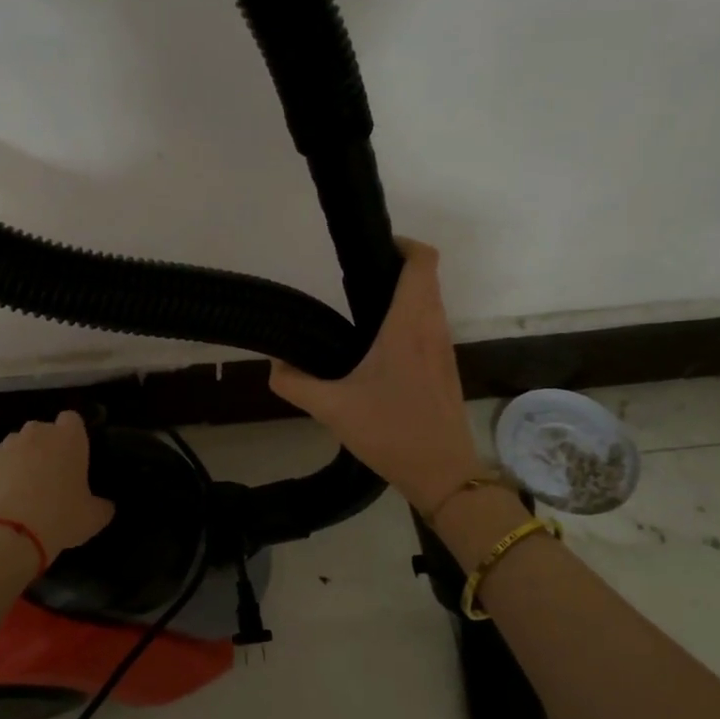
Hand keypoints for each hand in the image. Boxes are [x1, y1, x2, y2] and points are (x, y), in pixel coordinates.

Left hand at [0, 411, 114, 561]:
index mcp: (70, 438)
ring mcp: (7, 443)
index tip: (72, 455)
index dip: (71, 436)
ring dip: (19, 456)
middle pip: (42, 429)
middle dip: (44, 446)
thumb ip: (102, 505)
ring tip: (19, 484)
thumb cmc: (61, 518)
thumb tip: (106, 505)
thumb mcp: (94, 517)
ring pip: (15, 442)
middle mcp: (38, 432)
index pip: (72, 419)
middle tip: (49, 475)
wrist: (12, 533)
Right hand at [269, 238, 482, 515]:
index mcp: (408, 326)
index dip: (403, 244)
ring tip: (362, 310)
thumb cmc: (391, 433)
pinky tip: (380, 347)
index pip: (423, 261)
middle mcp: (431, 328)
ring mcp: (443, 348)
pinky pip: (430, 325)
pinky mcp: (445, 367)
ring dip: (405, 294)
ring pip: (431, 301)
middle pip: (426, 276)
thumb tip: (274, 365)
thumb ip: (295, 384)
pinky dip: (410, 319)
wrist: (443, 474)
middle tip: (355, 278)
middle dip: (396, 267)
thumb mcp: (332, 409)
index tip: (372, 249)